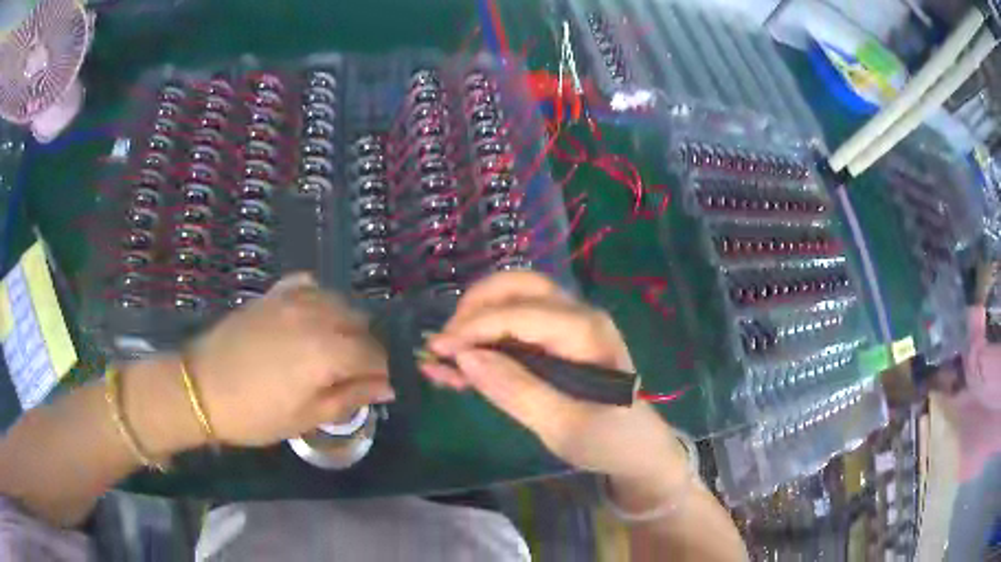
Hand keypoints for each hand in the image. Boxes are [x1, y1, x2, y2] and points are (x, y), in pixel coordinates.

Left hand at [185, 274, 393, 446]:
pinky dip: (320, 299)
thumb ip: (351, 398)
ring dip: (346, 324)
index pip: (375, 354)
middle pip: (362, 324)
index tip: (378, 388)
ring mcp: (293, 300)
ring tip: (334, 348)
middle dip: (367, 348)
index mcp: (327, 352)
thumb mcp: (306, 417)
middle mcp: (316, 317)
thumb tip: (386, 387)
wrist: (202, 387)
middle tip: (353, 374)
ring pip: (339, 301)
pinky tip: (312, 317)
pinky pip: (310, 286)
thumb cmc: (256, 414)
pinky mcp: (273, 294)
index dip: (382, 372)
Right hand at [422, 271, 682, 482]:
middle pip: (519, 287)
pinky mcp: (558, 341)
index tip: (437, 350)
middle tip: (444, 344)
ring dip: (476, 319)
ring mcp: (569, 325)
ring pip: (514, 300)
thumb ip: (515, 390)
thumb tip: (465, 358)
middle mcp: (578, 316)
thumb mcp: (563, 426)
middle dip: (475, 307)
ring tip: (446, 356)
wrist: (638, 450)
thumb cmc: (609, 440)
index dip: (475, 327)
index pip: (520, 314)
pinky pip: (516, 325)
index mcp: (587, 332)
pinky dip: (486, 337)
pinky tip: (462, 363)